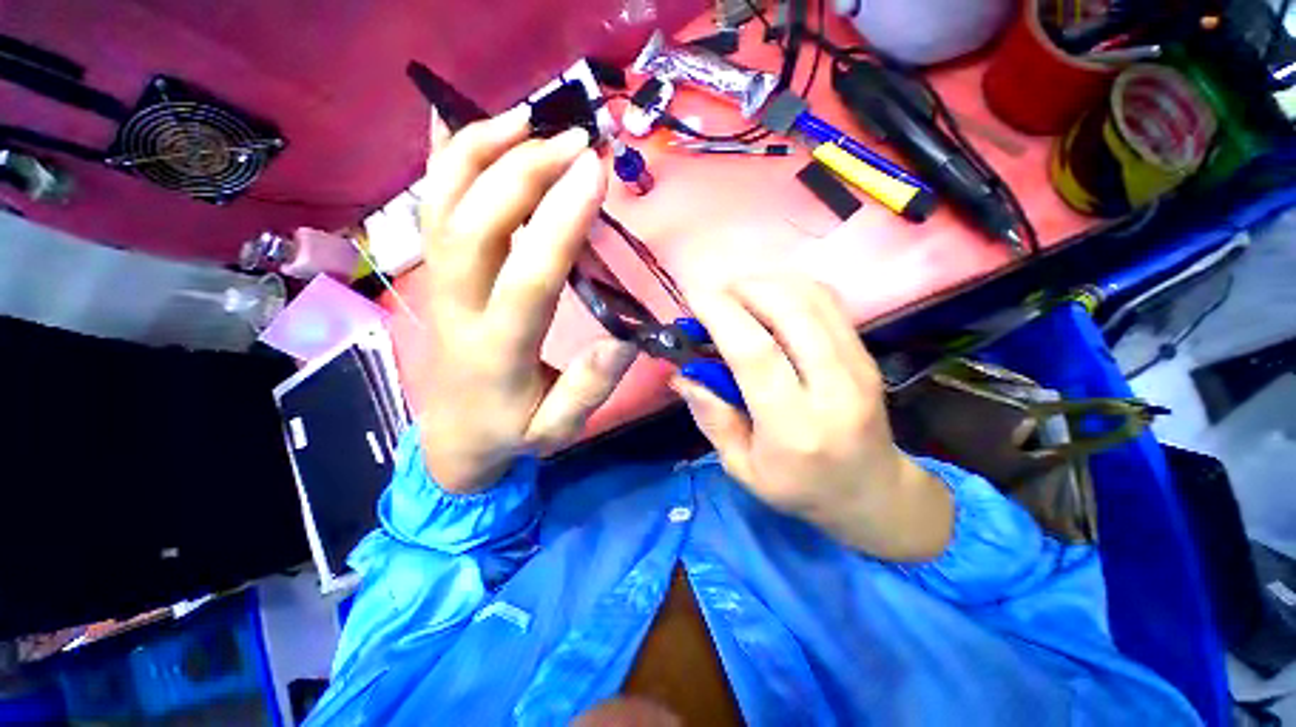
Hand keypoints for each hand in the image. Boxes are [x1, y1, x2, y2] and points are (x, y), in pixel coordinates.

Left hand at [416, 107, 637, 493]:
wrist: (452, 429)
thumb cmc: (508, 426)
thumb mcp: (555, 433)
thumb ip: (587, 390)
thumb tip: (625, 339)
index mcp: (497, 350)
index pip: (526, 277)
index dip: (559, 219)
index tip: (594, 169)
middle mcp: (459, 304)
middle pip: (474, 227)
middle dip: (521, 171)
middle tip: (573, 139)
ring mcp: (437, 279)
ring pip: (442, 205)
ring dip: (476, 152)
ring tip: (524, 116)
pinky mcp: (432, 263)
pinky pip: (429, 201)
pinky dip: (439, 156)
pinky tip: (451, 114)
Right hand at [672, 277, 952, 561]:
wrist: (869, 490)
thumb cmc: (800, 488)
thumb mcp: (743, 469)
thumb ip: (713, 418)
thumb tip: (684, 371)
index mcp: (795, 428)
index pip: (757, 353)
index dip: (722, 314)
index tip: (693, 296)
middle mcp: (832, 389)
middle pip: (790, 311)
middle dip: (745, 288)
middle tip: (716, 295)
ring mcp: (857, 367)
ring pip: (814, 298)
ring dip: (770, 283)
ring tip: (742, 294)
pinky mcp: (867, 355)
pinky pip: (830, 304)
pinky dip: (795, 289)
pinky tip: (774, 300)